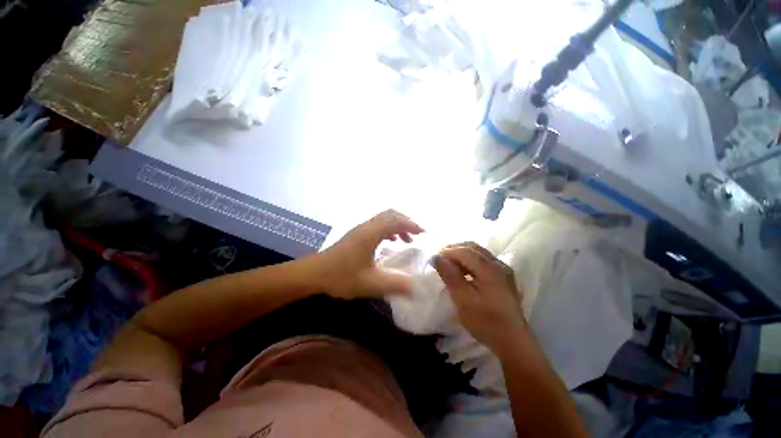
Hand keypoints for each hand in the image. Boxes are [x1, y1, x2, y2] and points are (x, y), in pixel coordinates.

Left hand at [318, 210, 423, 298]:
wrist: (314, 274)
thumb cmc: (341, 276)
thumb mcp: (370, 283)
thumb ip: (395, 285)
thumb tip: (417, 289)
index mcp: (371, 234)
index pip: (396, 220)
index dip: (412, 225)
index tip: (424, 233)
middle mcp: (367, 227)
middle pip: (390, 214)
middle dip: (406, 221)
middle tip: (418, 234)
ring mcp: (361, 229)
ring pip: (384, 218)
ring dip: (398, 225)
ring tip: (408, 239)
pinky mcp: (357, 234)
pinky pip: (377, 225)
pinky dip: (389, 229)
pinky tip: (391, 242)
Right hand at [432, 242, 526, 355]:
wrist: (513, 342)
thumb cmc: (485, 321)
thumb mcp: (463, 300)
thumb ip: (450, 276)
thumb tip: (436, 257)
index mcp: (489, 269)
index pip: (464, 251)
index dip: (447, 251)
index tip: (433, 259)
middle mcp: (498, 264)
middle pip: (472, 247)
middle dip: (454, 249)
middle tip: (439, 259)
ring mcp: (503, 269)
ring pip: (478, 252)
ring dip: (462, 254)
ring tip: (449, 264)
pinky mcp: (504, 276)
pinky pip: (484, 259)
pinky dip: (470, 260)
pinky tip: (463, 271)